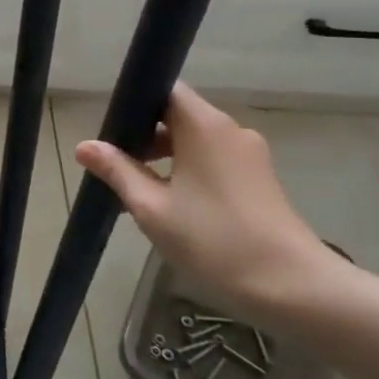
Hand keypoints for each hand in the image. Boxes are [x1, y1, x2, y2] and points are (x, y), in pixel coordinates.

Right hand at [75, 85, 340, 311]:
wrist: (292, 287)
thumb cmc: (214, 240)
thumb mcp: (152, 208)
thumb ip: (118, 171)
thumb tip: (85, 146)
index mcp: (203, 126)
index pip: (165, 90)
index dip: (135, 104)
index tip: (112, 132)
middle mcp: (230, 130)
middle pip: (179, 115)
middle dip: (145, 134)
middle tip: (116, 165)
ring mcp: (250, 155)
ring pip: (196, 140)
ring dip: (167, 156)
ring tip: (140, 190)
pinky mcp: (260, 179)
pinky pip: (214, 159)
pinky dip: (189, 170)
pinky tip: (174, 204)